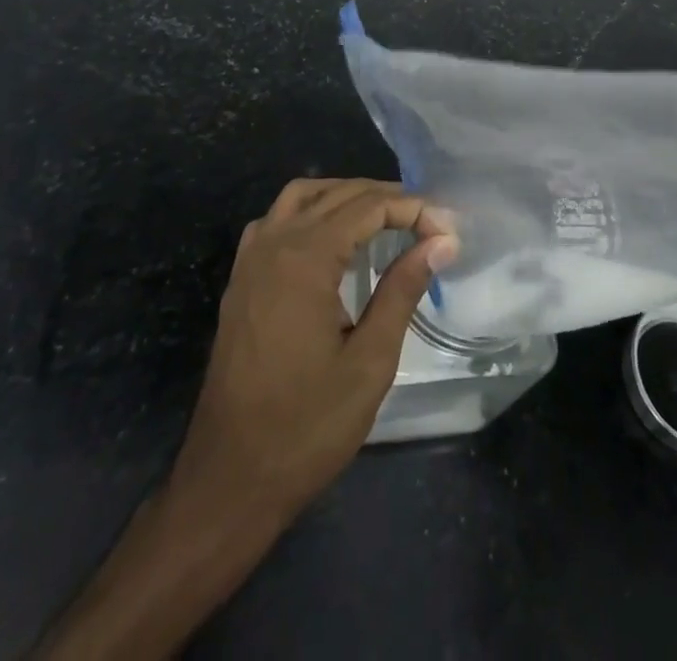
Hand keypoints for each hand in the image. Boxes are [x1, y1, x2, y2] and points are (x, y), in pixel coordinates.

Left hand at [170, 177, 457, 520]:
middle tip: (428, 222)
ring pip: (302, 196)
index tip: (448, 231)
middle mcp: (273, 244)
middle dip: (386, 198)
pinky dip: (311, 211)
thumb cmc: (306, 427)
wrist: (228, 481)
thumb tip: (441, 242)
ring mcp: (250, 260)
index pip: (368, 206)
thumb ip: (403, 290)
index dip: (413, 210)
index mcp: (305, 259)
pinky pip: (277, 219)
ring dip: (346, 195)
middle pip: (337, 194)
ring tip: (386, 216)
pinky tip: (332, 238)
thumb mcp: (369, 361)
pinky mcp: (241, 280)